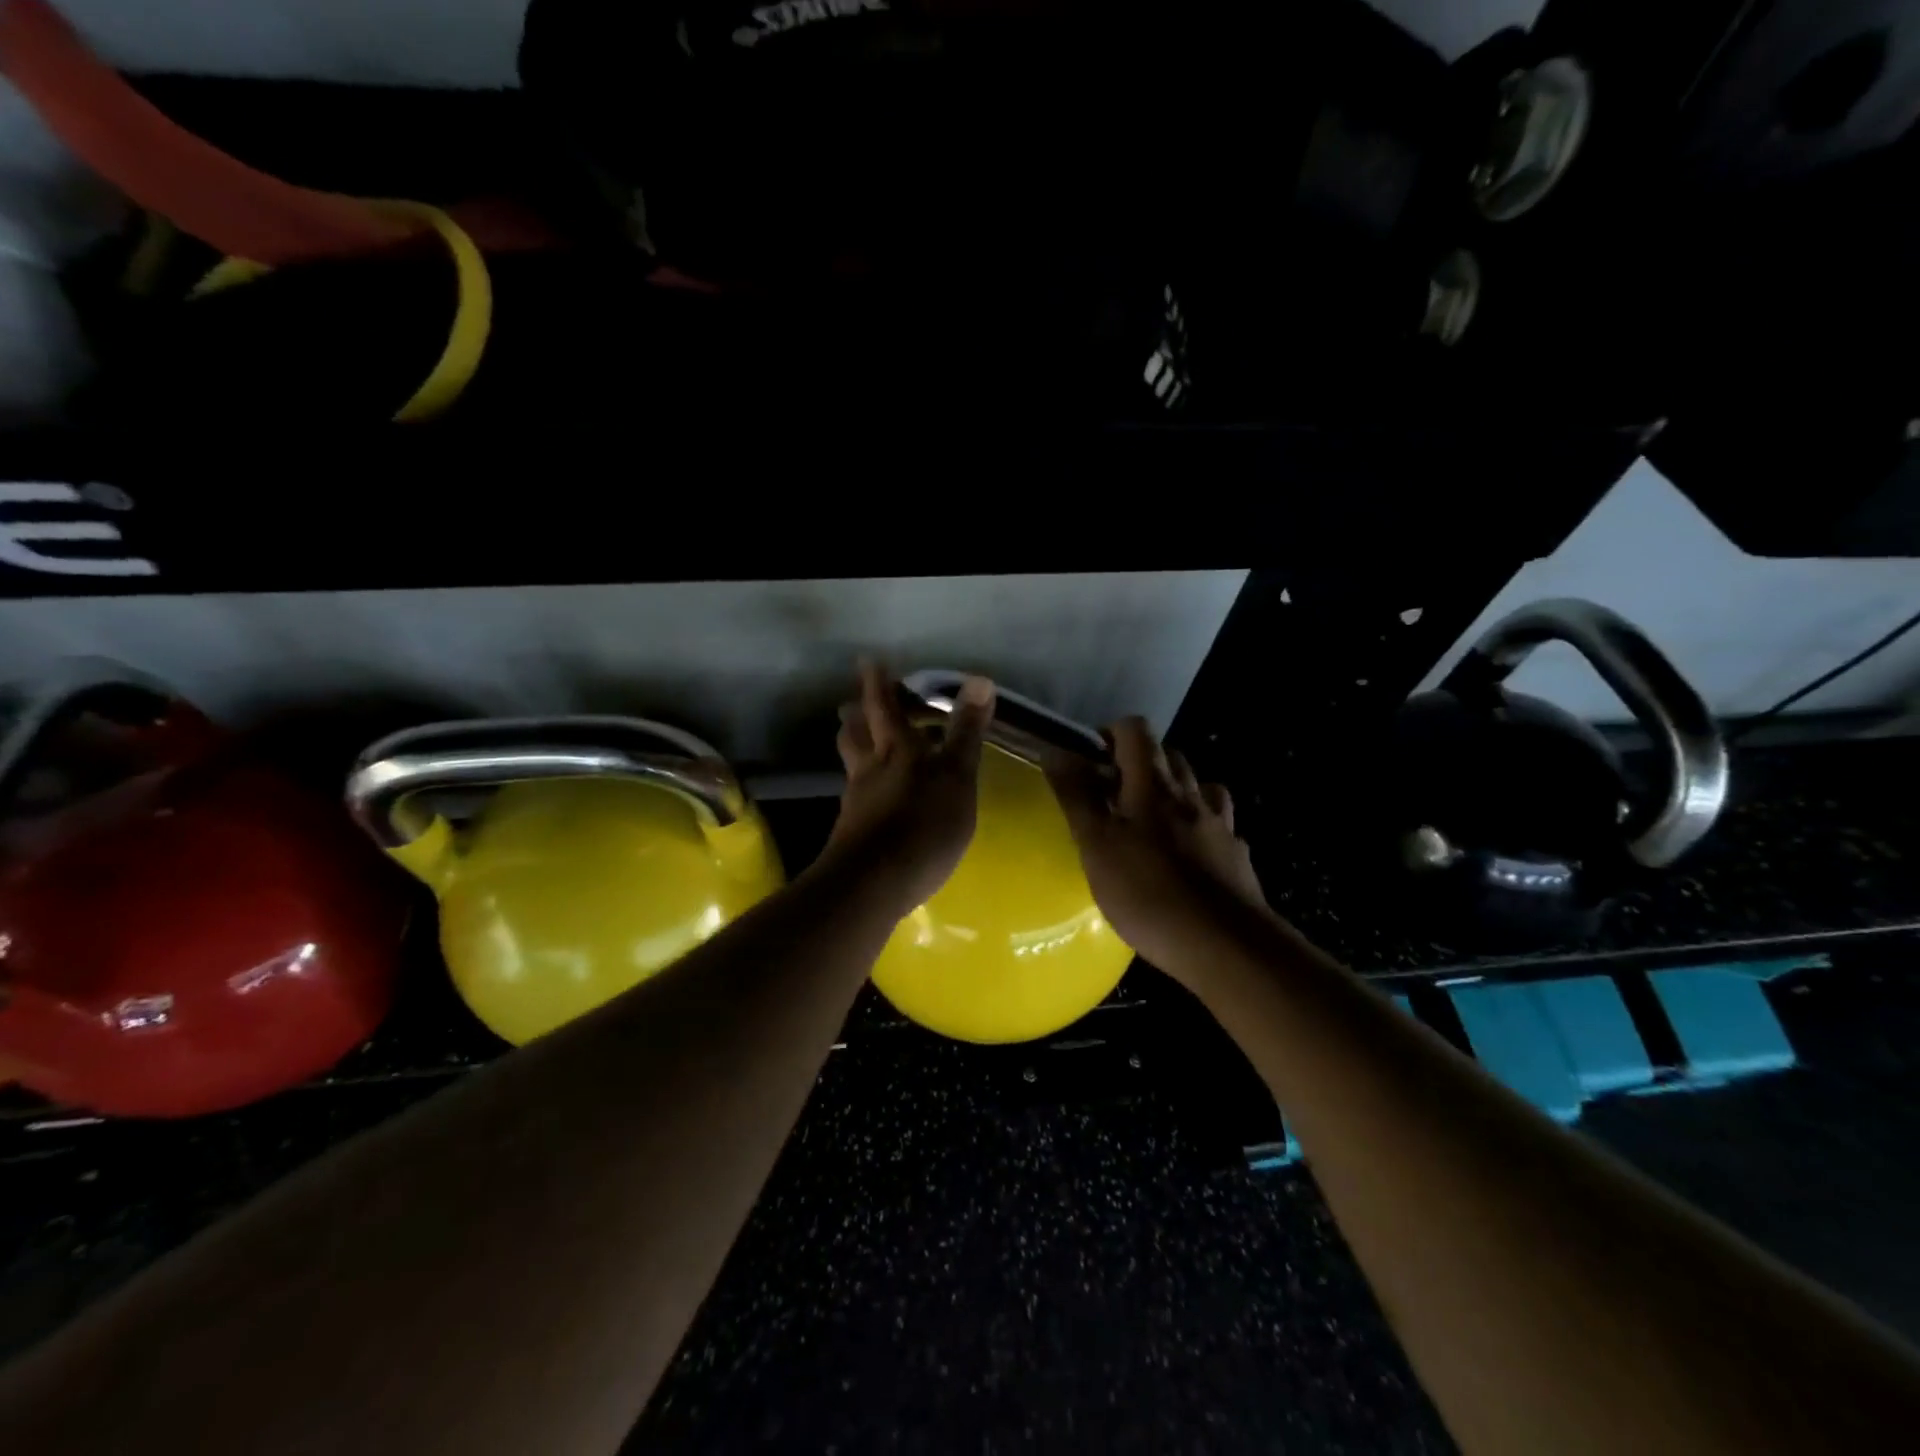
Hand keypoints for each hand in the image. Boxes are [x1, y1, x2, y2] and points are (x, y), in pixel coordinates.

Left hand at [816, 661, 995, 917]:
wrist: (873, 884)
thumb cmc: (923, 825)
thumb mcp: (956, 776)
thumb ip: (966, 731)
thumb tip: (980, 679)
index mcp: (897, 749)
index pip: (884, 706)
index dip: (877, 683)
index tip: (867, 661)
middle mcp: (870, 768)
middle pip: (856, 733)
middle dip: (857, 714)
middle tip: (854, 703)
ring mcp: (858, 801)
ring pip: (853, 763)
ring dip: (856, 747)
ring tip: (862, 743)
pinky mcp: (853, 831)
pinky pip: (858, 796)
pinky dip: (865, 786)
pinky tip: (876, 798)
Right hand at [1044, 717, 1267, 986]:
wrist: (1226, 946)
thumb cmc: (1149, 893)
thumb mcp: (1097, 846)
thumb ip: (1076, 796)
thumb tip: (1055, 749)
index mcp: (1153, 785)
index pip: (1136, 731)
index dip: (1111, 734)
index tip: (1091, 761)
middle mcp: (1191, 793)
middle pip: (1169, 754)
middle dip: (1139, 762)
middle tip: (1112, 794)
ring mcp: (1220, 823)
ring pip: (1197, 786)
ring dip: (1173, 790)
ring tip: (1150, 820)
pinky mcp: (1236, 854)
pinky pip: (1217, 822)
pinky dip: (1200, 823)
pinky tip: (1189, 852)